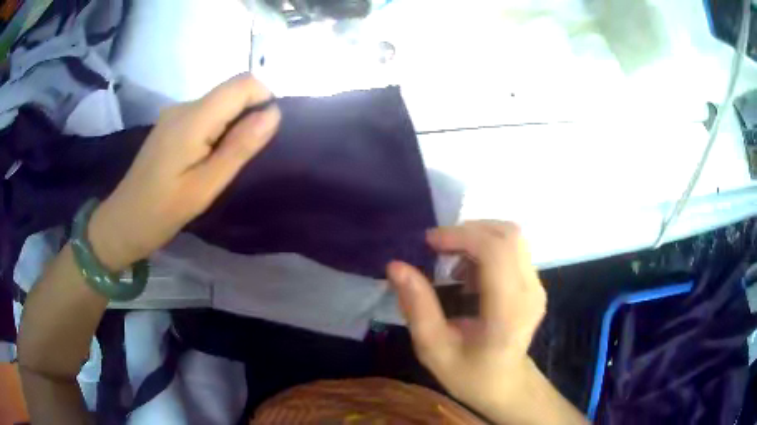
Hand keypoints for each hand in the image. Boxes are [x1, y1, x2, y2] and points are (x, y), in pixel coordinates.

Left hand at [88, 74, 280, 270]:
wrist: (123, 221)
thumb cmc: (163, 211)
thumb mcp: (206, 186)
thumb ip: (239, 146)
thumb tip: (273, 113)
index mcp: (193, 118)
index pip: (244, 83)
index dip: (264, 99)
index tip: (262, 135)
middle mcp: (184, 106)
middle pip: (232, 91)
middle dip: (248, 116)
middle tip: (239, 158)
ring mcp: (175, 114)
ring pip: (220, 103)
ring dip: (233, 125)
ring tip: (221, 164)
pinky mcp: (171, 124)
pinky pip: (206, 114)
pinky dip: (217, 130)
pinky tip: (205, 160)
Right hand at [387, 221, 548, 422]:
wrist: (506, 385)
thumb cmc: (470, 374)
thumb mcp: (434, 349)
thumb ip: (417, 307)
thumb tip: (396, 266)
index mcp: (508, 311)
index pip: (496, 251)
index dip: (461, 236)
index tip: (429, 242)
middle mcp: (530, 291)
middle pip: (507, 235)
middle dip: (468, 231)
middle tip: (437, 248)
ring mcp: (536, 285)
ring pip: (511, 237)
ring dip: (477, 238)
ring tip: (452, 265)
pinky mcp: (534, 283)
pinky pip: (512, 249)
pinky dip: (486, 248)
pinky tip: (468, 273)